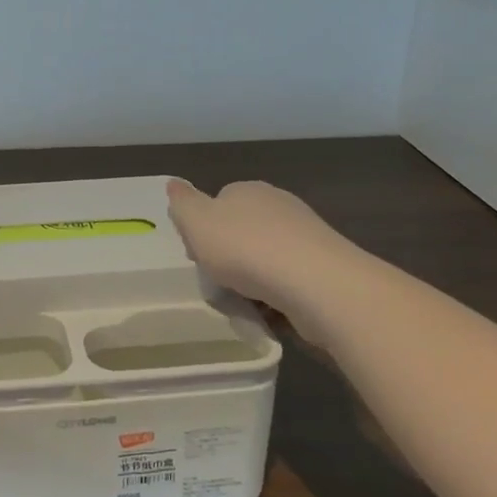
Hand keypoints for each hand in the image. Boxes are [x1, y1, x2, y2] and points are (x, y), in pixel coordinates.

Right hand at [166, 178, 349, 310]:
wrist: (315, 282)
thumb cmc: (245, 248)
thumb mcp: (197, 222)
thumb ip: (182, 203)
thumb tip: (174, 184)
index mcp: (246, 190)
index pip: (217, 202)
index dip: (202, 229)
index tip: (195, 255)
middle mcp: (278, 205)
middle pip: (242, 230)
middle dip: (229, 255)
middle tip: (217, 281)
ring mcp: (304, 235)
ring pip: (265, 257)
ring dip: (252, 279)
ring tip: (242, 303)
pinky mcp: (323, 266)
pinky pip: (288, 280)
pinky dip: (276, 295)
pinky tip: (270, 312)